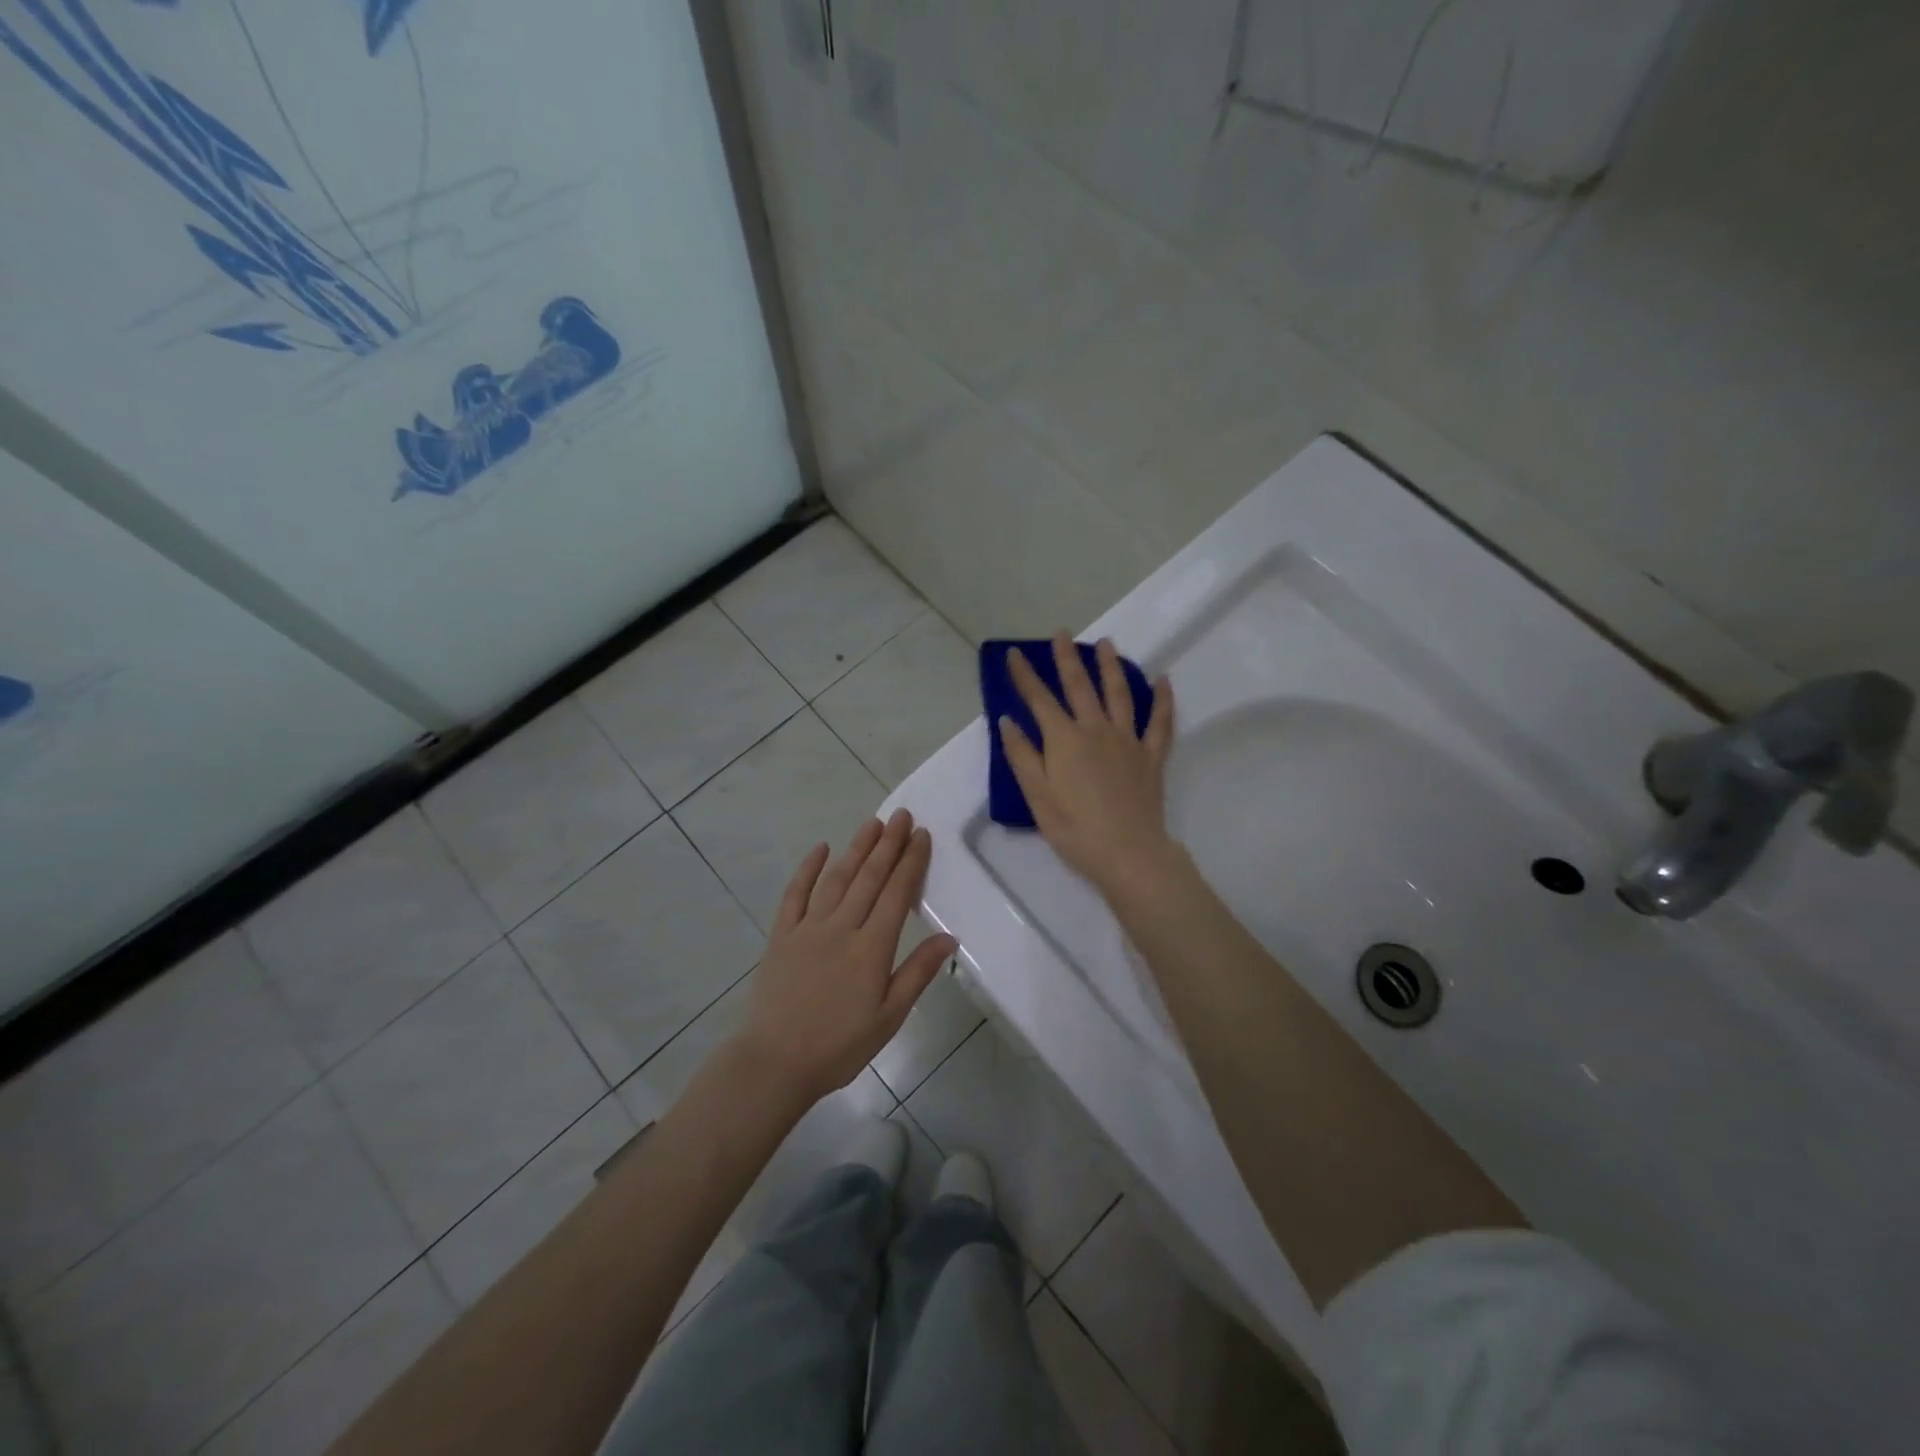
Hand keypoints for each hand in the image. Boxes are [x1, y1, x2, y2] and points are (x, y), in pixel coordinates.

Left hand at [733, 809, 957, 1106]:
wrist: (774, 1062)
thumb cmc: (839, 1046)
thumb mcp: (889, 1017)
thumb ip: (918, 973)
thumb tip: (949, 938)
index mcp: (871, 948)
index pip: (897, 894)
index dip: (911, 862)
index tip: (922, 835)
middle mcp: (841, 928)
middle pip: (869, 878)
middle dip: (888, 844)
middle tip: (902, 815)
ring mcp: (808, 928)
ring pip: (837, 879)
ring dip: (856, 848)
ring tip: (872, 823)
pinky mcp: (781, 935)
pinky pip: (795, 894)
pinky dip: (808, 869)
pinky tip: (821, 849)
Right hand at [999, 633, 1178, 898]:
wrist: (1128, 853)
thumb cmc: (1075, 829)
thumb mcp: (1037, 796)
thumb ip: (1022, 755)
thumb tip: (1008, 720)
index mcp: (1064, 739)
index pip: (1039, 699)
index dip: (1024, 675)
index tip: (1014, 654)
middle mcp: (1096, 729)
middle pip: (1080, 686)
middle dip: (1067, 658)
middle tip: (1062, 634)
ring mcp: (1127, 740)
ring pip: (1119, 694)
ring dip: (1111, 666)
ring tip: (1106, 644)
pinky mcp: (1151, 756)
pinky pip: (1160, 722)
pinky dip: (1162, 699)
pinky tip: (1163, 681)